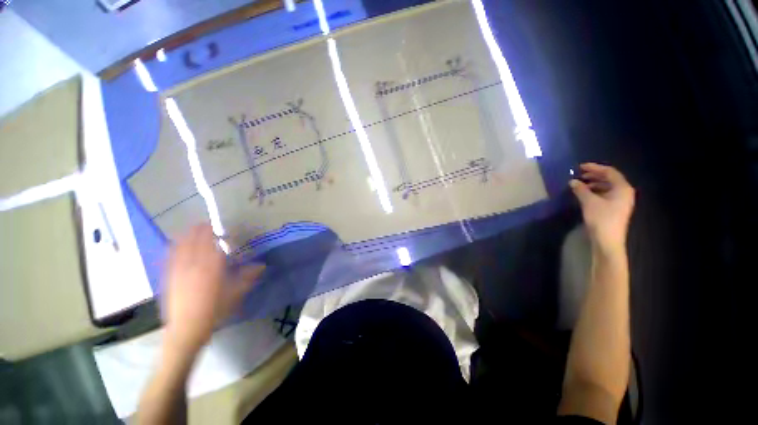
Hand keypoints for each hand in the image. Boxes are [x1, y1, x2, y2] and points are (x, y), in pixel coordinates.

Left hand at [161, 224, 263, 354]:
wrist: (186, 327)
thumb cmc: (212, 313)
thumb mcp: (232, 297)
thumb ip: (246, 279)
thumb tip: (261, 266)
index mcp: (210, 264)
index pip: (212, 236)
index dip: (217, 233)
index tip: (223, 238)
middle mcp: (193, 258)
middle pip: (196, 233)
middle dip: (204, 230)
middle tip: (210, 235)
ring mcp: (178, 262)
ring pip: (183, 237)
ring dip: (190, 234)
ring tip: (195, 237)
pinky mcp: (168, 268)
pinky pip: (171, 248)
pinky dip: (177, 243)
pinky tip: (179, 246)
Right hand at [569, 163, 634, 253]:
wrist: (608, 247)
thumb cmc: (602, 221)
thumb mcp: (589, 202)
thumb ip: (581, 189)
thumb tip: (573, 182)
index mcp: (622, 187)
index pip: (608, 171)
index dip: (593, 168)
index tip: (580, 168)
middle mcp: (625, 193)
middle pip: (609, 179)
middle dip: (594, 177)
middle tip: (581, 176)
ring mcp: (623, 205)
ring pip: (609, 189)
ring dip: (595, 186)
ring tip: (582, 187)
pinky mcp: (618, 214)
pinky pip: (609, 198)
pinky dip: (599, 195)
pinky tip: (588, 198)